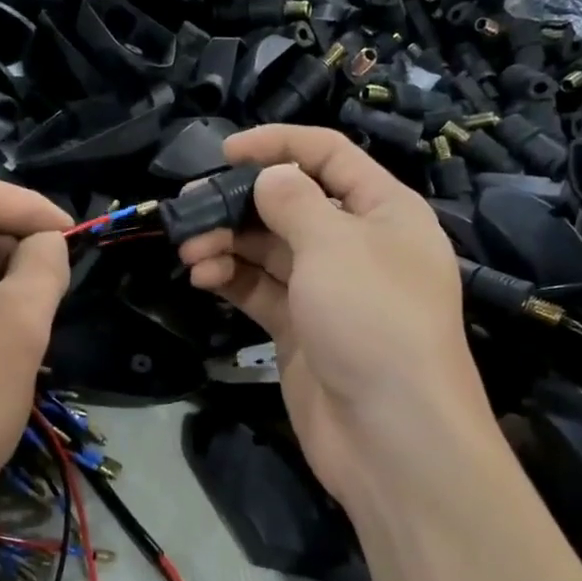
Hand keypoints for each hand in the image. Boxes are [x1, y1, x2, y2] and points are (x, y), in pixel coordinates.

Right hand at [177, 126, 488, 515]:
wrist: (391, 435)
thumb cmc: (373, 320)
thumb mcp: (334, 245)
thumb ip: (293, 201)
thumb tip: (270, 176)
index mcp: (384, 211)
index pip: (329, 157)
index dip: (279, 145)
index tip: (226, 152)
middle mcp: (357, 245)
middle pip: (291, 204)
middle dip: (240, 203)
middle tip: (191, 209)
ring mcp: (327, 290)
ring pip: (269, 250)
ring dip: (228, 243)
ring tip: (190, 251)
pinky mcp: (301, 329)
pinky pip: (261, 290)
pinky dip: (231, 279)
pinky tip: (203, 278)